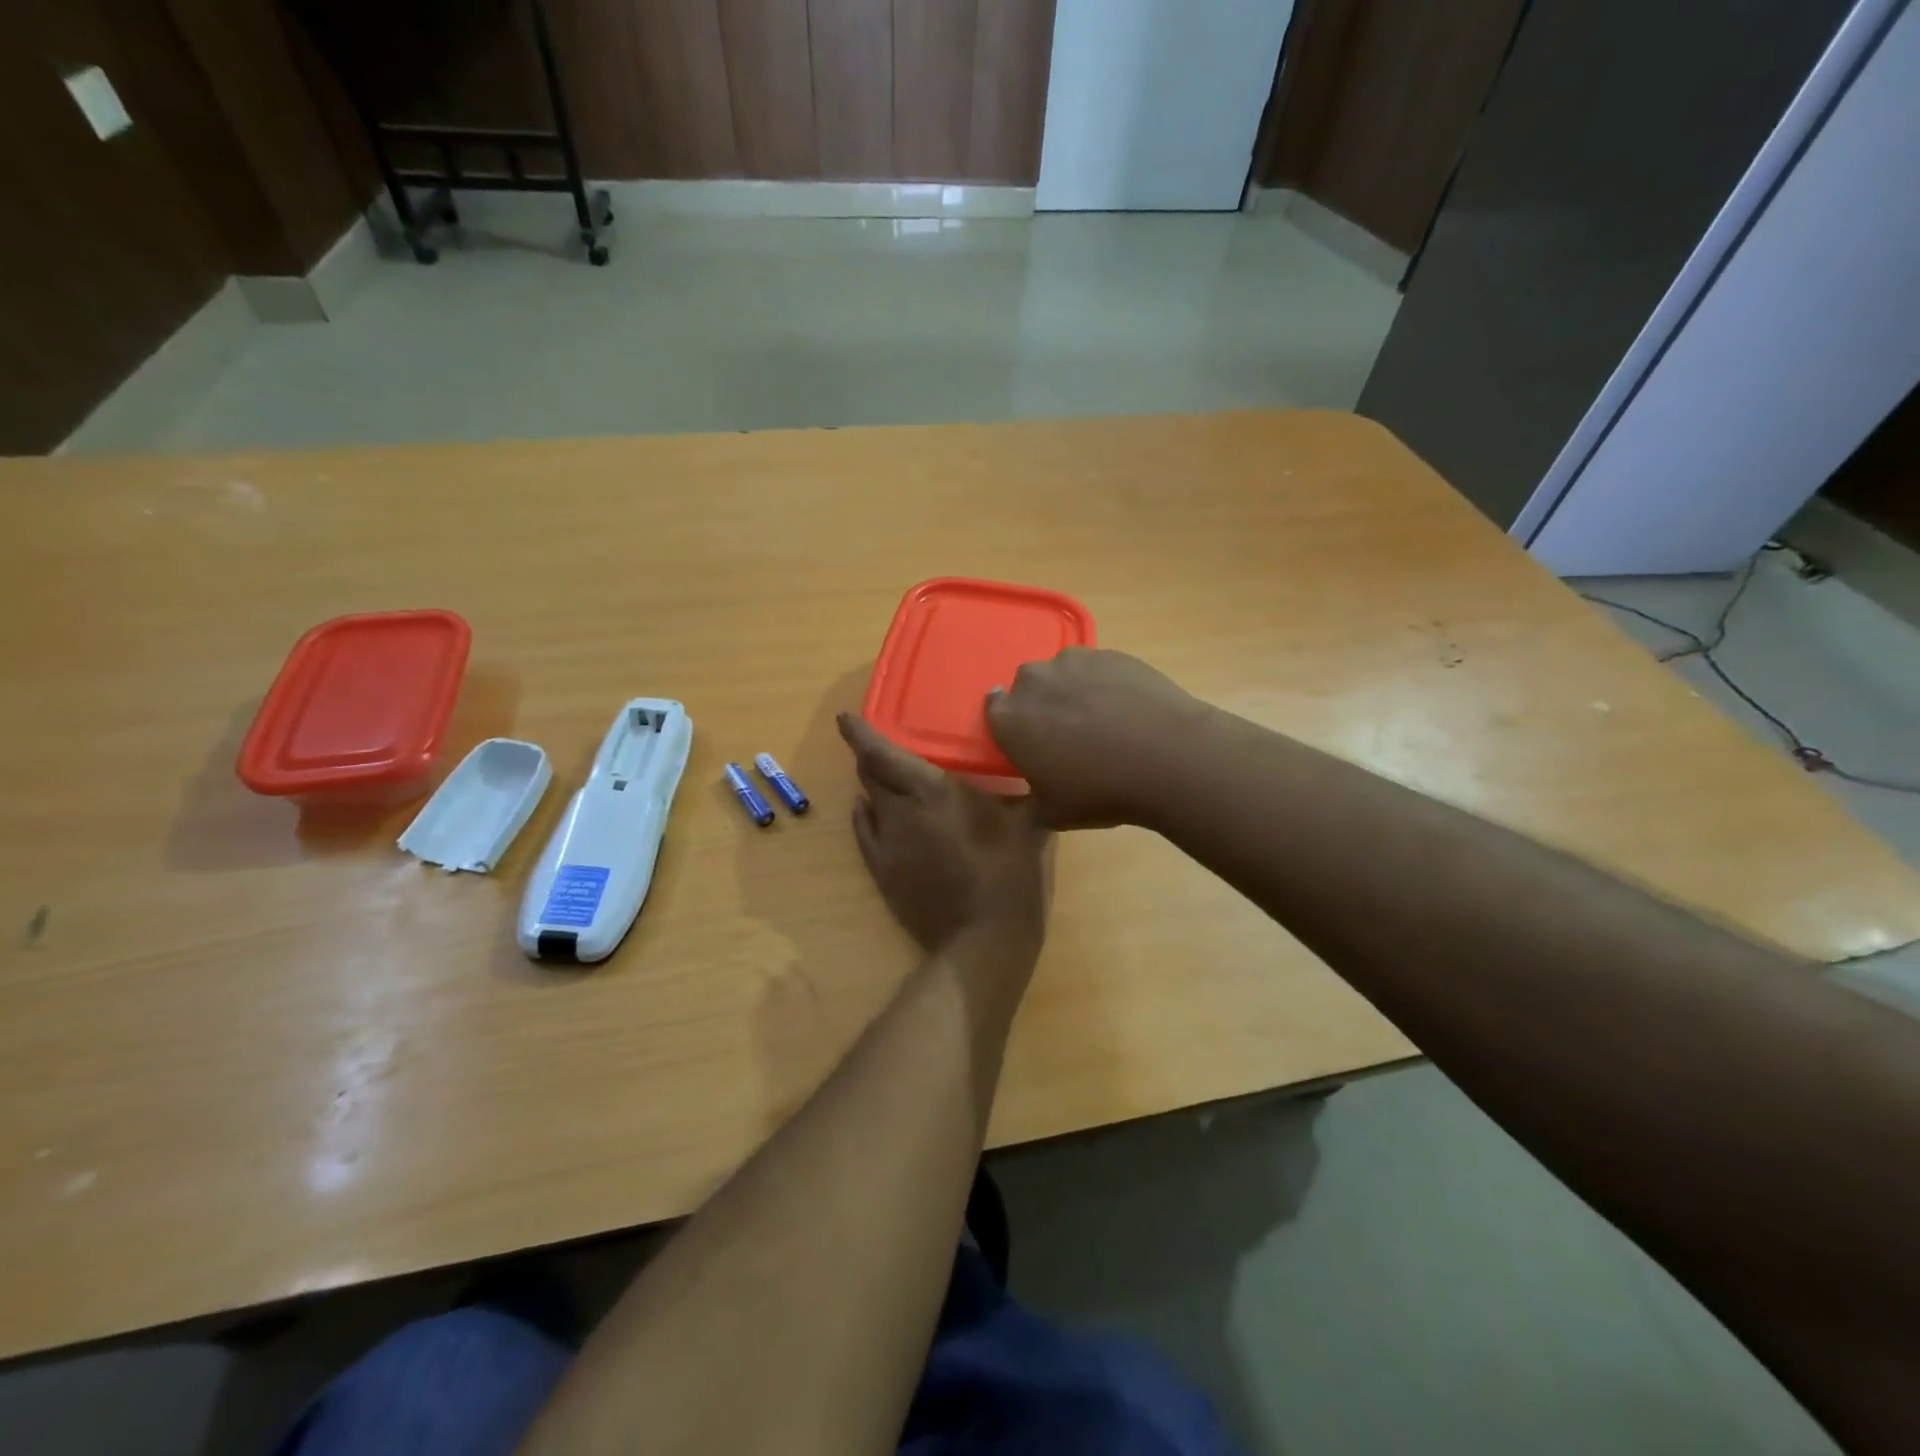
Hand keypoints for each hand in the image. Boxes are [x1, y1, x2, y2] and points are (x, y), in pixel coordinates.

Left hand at [837, 714, 1051, 954]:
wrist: (982, 941)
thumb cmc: (1010, 875)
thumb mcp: (1030, 824)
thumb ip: (1028, 790)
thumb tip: (1040, 765)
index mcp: (932, 791)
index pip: (883, 753)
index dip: (860, 733)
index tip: (844, 717)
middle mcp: (900, 811)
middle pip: (871, 774)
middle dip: (869, 756)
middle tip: (876, 744)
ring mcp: (886, 844)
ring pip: (867, 802)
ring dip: (871, 786)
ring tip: (881, 777)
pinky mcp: (881, 872)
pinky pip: (864, 833)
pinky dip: (864, 816)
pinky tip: (867, 811)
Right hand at [985, 648, 1205, 828]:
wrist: (1168, 757)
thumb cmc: (1100, 790)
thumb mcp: (1053, 814)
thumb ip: (1029, 802)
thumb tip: (1028, 798)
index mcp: (1010, 718)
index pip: (994, 709)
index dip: (1011, 726)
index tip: (1029, 742)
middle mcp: (1035, 680)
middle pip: (1028, 687)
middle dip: (1041, 705)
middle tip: (1066, 735)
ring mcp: (1074, 661)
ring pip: (1063, 673)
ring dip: (1072, 691)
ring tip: (1102, 720)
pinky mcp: (1112, 654)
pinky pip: (1097, 668)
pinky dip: (1105, 684)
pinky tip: (1128, 709)